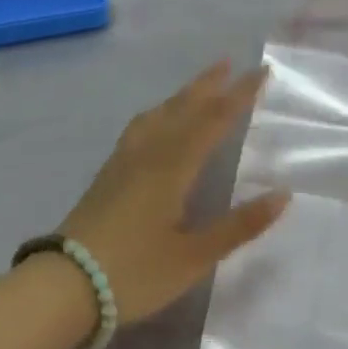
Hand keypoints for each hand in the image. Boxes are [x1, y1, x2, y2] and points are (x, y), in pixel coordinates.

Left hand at [57, 61, 288, 326]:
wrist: (64, 286)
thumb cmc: (135, 272)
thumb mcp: (194, 256)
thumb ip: (239, 225)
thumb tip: (283, 194)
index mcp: (174, 166)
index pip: (214, 120)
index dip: (239, 95)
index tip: (261, 72)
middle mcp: (149, 153)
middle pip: (183, 108)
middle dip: (208, 85)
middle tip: (227, 62)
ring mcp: (124, 161)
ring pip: (158, 115)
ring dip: (181, 96)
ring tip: (196, 87)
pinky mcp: (108, 174)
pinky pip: (140, 127)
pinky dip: (158, 113)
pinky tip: (155, 123)